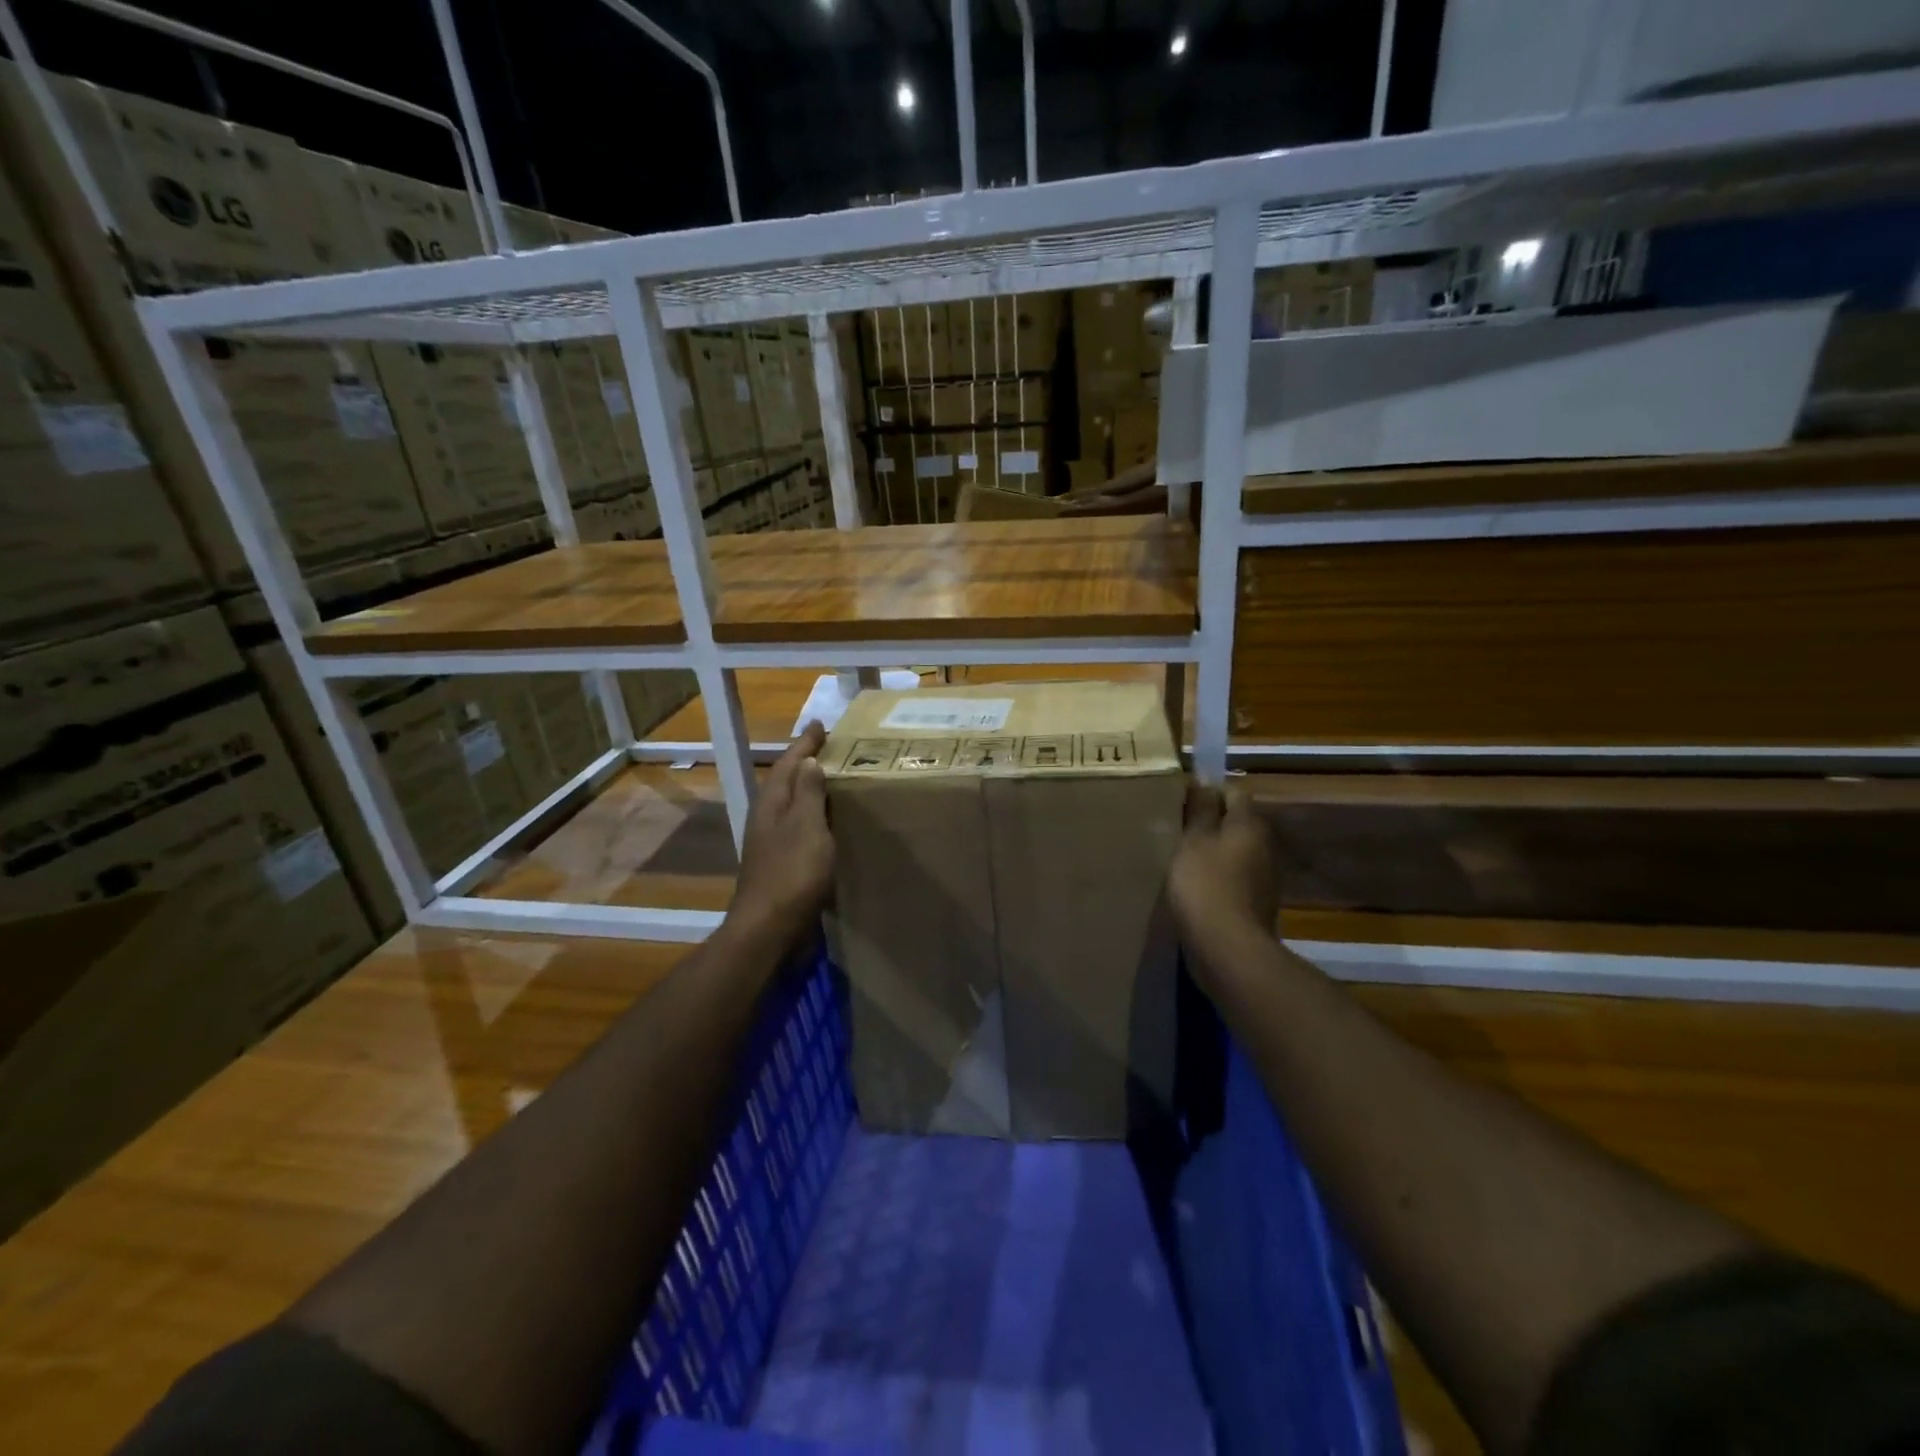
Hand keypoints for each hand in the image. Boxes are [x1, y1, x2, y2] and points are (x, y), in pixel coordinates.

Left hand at [729, 721, 833, 945]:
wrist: (769, 930)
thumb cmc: (791, 874)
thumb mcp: (805, 826)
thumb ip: (807, 793)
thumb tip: (808, 760)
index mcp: (772, 804)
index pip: (789, 763)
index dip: (805, 744)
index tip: (820, 724)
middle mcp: (769, 819)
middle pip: (788, 782)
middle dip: (807, 763)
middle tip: (832, 748)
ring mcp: (773, 843)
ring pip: (794, 805)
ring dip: (811, 790)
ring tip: (836, 779)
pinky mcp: (783, 864)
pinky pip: (801, 829)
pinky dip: (816, 817)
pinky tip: (831, 824)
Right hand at [1168, 784, 1279, 963]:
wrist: (1227, 949)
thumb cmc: (1206, 885)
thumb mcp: (1193, 840)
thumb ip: (1200, 809)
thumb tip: (1205, 781)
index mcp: (1249, 824)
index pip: (1233, 791)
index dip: (1208, 791)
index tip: (1180, 801)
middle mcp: (1263, 846)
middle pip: (1235, 822)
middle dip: (1209, 822)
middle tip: (1174, 828)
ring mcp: (1262, 877)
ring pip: (1233, 851)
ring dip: (1211, 851)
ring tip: (1178, 857)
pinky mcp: (1254, 904)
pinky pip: (1232, 878)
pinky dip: (1215, 877)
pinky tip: (1192, 887)